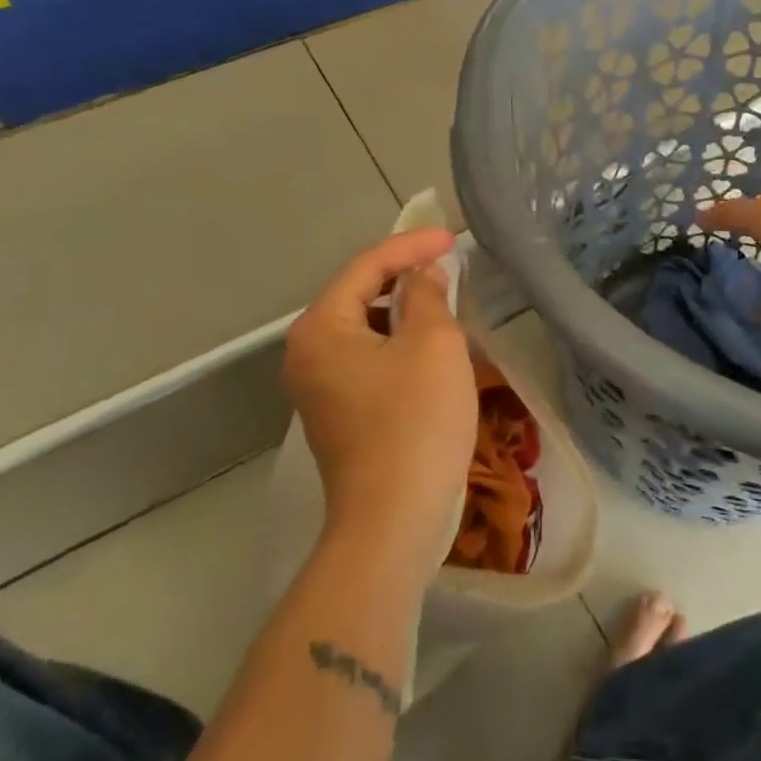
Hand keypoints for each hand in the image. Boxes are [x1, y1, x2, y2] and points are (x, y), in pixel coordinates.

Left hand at [284, 229, 477, 566]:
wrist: (392, 522)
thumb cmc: (414, 422)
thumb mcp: (433, 344)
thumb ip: (427, 295)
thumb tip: (424, 276)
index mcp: (320, 328)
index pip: (366, 266)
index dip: (411, 245)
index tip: (453, 238)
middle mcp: (307, 353)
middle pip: (359, 294)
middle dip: (405, 276)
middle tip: (449, 265)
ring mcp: (318, 388)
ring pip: (365, 328)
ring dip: (403, 311)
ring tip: (445, 302)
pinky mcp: (337, 414)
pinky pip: (368, 358)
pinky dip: (398, 342)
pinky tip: (430, 348)